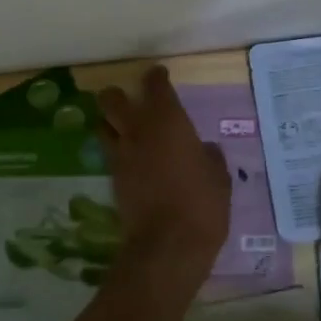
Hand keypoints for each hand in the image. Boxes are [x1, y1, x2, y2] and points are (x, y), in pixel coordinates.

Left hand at [97, 66, 230, 295]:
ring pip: (102, 125)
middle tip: (131, 101)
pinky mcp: (113, 180)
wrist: (168, 245)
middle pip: (112, 100)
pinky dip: (117, 151)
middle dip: (118, 95)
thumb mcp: (218, 176)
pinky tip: (131, 161)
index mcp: (168, 120)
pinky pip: (110, 155)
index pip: (155, 86)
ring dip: (110, 123)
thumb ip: (209, 157)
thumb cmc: (202, 203)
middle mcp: (138, 130)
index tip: (159, 75)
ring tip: (123, 129)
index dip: (156, 77)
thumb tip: (204, 150)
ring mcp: (121, 155)